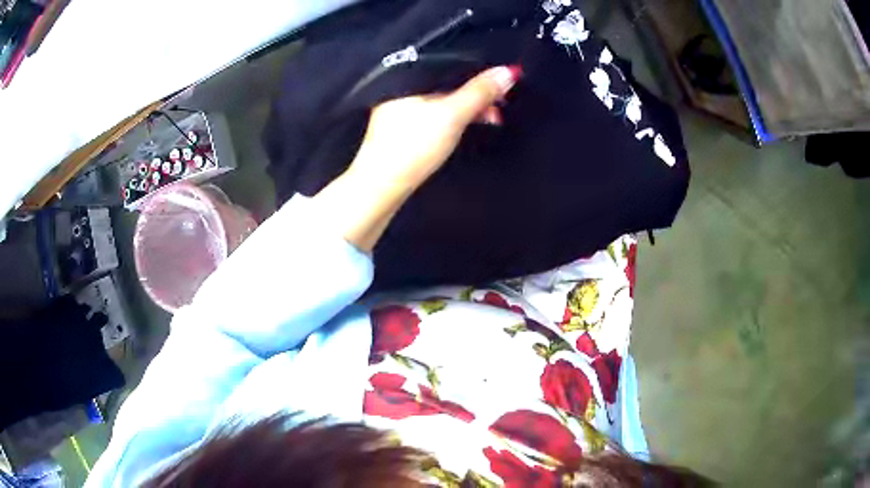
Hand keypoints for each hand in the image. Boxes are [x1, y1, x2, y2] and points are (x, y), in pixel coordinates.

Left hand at [347, 65, 522, 193]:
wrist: (382, 185)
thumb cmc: (414, 145)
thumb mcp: (452, 114)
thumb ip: (479, 92)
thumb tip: (508, 71)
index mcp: (410, 76)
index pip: (450, 62)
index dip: (479, 70)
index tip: (504, 81)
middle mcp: (404, 87)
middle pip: (448, 81)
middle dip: (477, 91)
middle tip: (501, 104)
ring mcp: (401, 107)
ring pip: (443, 98)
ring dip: (469, 106)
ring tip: (493, 118)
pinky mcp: (403, 127)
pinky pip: (436, 112)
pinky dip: (455, 116)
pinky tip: (469, 125)